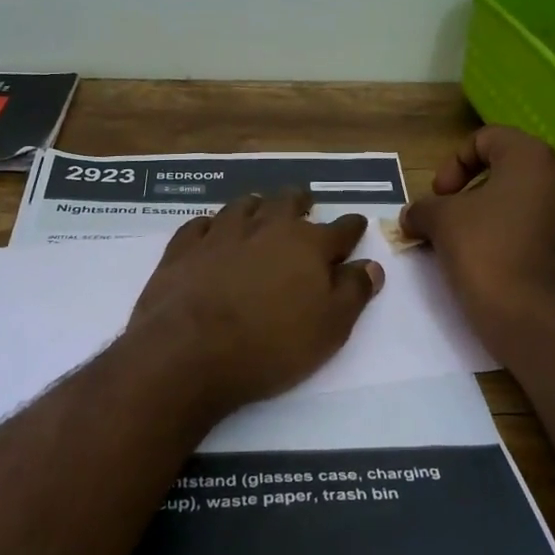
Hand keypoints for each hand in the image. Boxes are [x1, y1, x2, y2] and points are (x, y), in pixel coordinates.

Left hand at [128, 191, 384, 416]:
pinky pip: (200, 224)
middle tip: (304, 204)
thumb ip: (353, 293)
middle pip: (288, 202)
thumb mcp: (329, 329)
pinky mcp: (183, 247)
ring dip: (256, 206)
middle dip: (300, 202)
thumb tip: (370, 266)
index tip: (356, 224)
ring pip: (243, 205)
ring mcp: (221, 233)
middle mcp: (266, 228)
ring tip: (259, 210)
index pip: (340, 229)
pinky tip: (211, 231)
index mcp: (308, 245)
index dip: (352, 227)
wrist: (188, 352)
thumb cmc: (270, 346)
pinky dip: (211, 225)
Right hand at [398, 126, 554, 354]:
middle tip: (446, 218)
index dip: (454, 162)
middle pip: (505, 169)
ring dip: (486, 216)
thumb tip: (412, 215)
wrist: (533, 316)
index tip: (439, 195)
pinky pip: (533, 229)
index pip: (487, 138)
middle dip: (469, 191)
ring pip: (519, 201)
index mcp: (532, 158)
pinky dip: (507, 237)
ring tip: (462, 244)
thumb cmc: (485, 251)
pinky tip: (486, 263)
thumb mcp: (440, 221)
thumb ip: (422, 208)